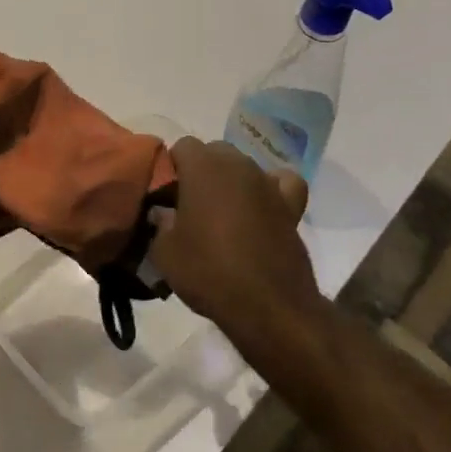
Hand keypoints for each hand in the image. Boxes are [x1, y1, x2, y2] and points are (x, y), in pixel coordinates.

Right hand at [150, 138, 319, 347]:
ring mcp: (268, 182)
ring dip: (231, 181)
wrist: (268, 305)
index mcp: (203, 167)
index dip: (172, 168)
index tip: (167, 196)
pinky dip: (272, 188)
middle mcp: (238, 164)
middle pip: (214, 152)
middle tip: (191, 206)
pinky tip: (263, 205)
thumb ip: (159, 223)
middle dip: (201, 171)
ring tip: (223, 214)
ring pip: (244, 166)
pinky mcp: (291, 205)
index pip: (182, 146)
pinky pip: (281, 182)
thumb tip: (163, 212)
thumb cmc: (209, 272)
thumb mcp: (164, 253)